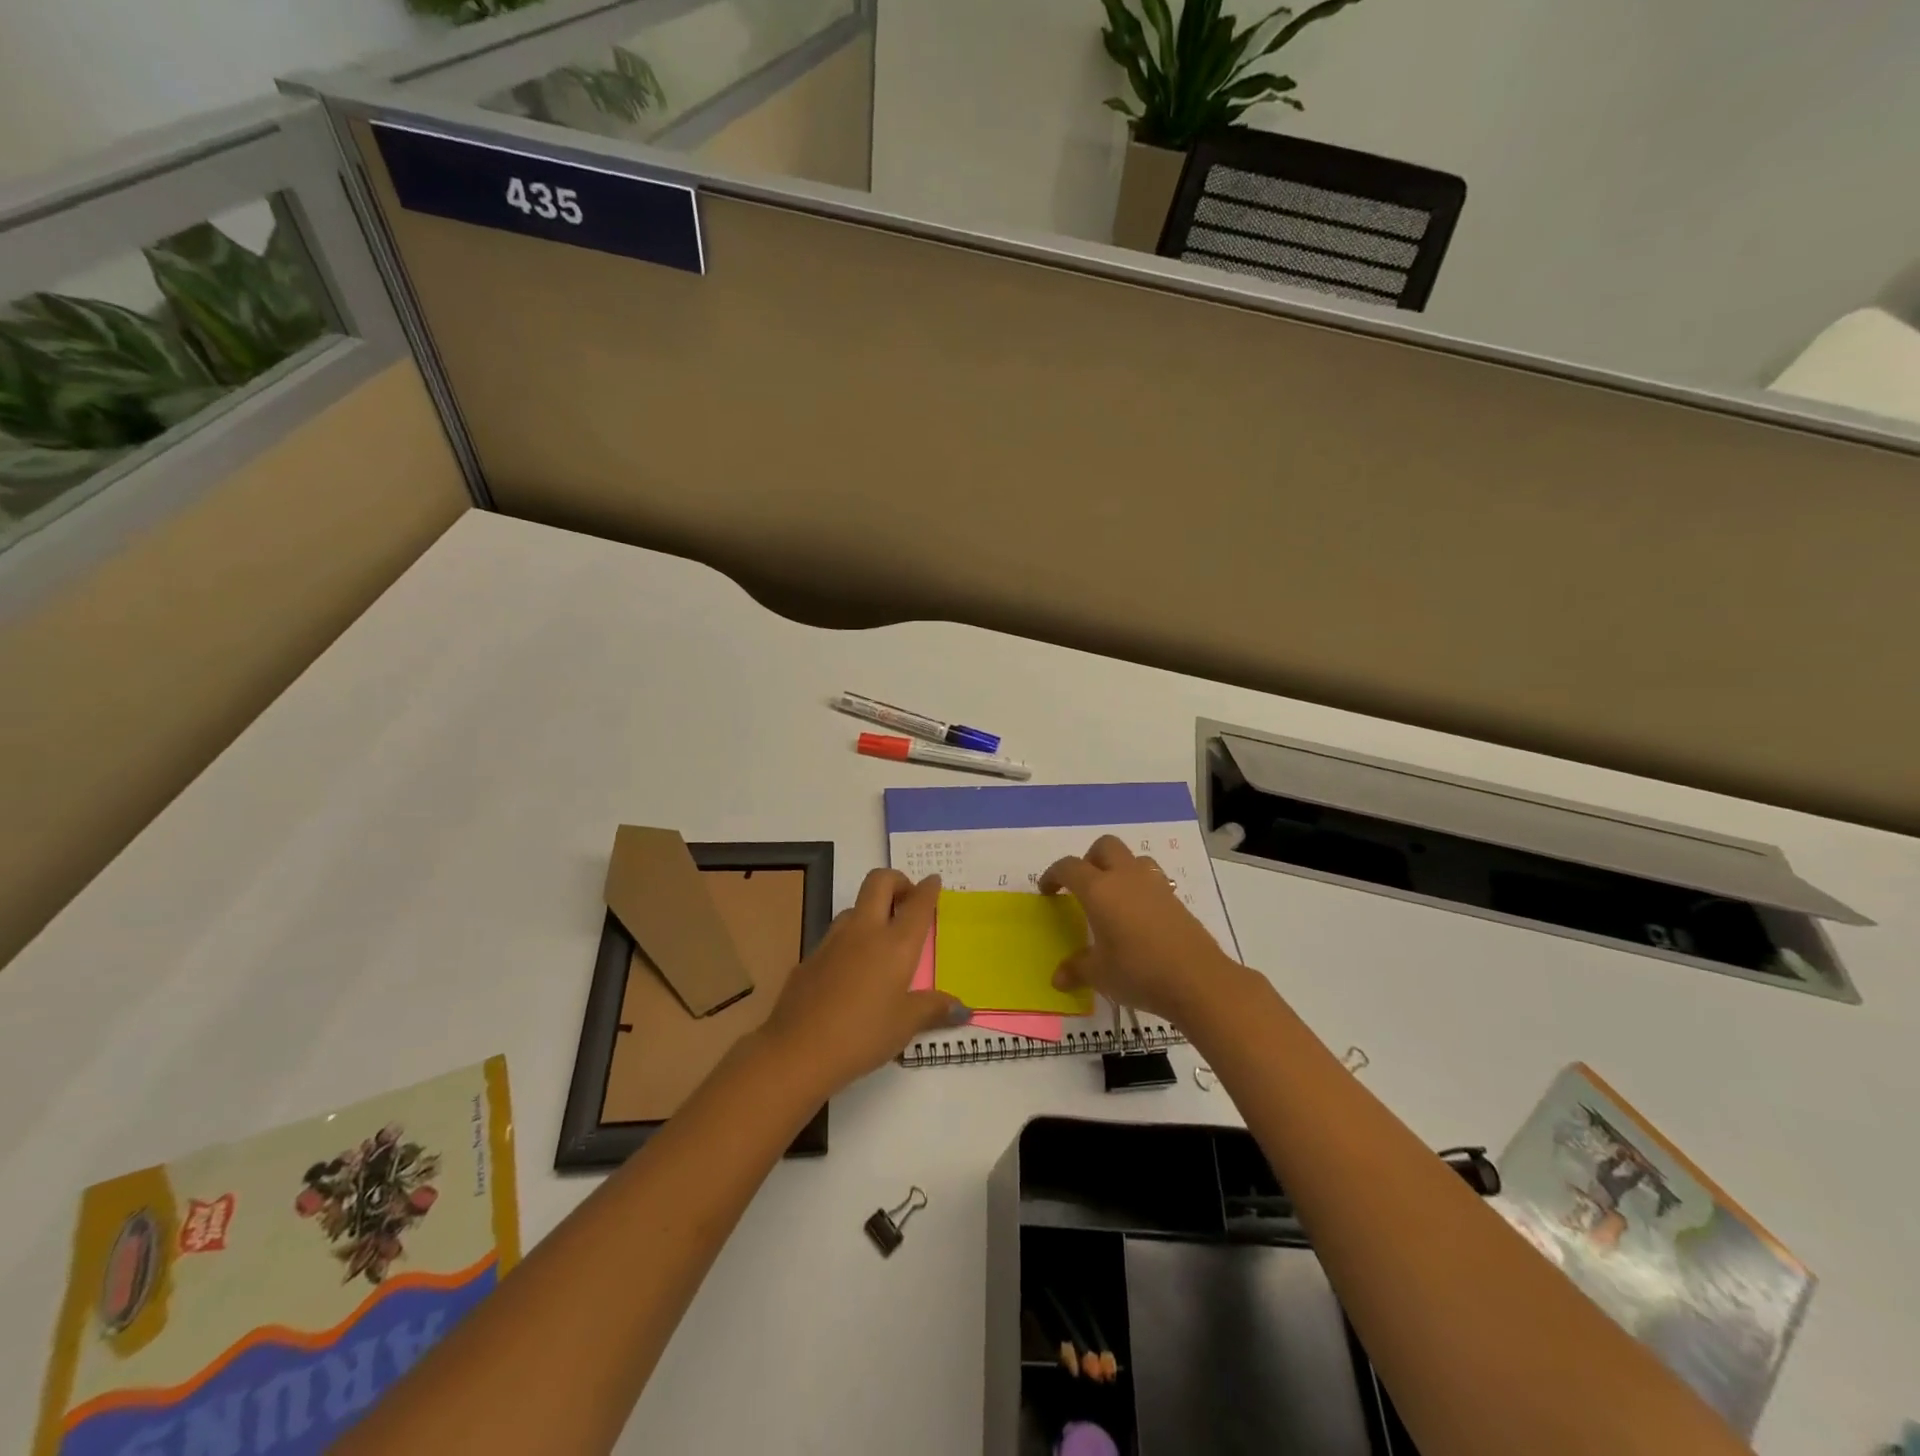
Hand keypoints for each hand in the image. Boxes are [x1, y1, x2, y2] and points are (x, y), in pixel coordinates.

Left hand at [762, 869, 968, 1098]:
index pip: (917, 904)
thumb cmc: (863, 1035)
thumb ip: (934, 1009)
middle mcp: (865, 932)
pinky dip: (850, 939)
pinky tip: (852, 970)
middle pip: (879, 882)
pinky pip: (836, 936)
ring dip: (871, 910)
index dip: (928, 889)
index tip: (933, 881)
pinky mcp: (811, 957)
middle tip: (908, 901)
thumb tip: (962, 1009)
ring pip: (855, 906)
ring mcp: (833, 941)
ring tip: (881, 938)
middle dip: (897, 881)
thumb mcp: (906, 1025)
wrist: (797, 1050)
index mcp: (896, 944)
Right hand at [1040, 835, 1246, 1026]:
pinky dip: (1140, 888)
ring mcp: (1154, 884)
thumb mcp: (1100, 974)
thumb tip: (1057, 978)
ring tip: (1114, 898)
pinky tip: (1139, 917)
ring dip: (1118, 868)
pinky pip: (1152, 879)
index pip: (1069, 867)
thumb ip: (1076, 970)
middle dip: (1089, 859)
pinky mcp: (1175, 898)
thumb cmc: (1138, 972)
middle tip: (1083, 887)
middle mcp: (1126, 877)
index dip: (1053, 875)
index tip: (1047, 891)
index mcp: (1099, 890)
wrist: (1197, 979)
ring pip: (1133, 858)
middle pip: (1105, 846)